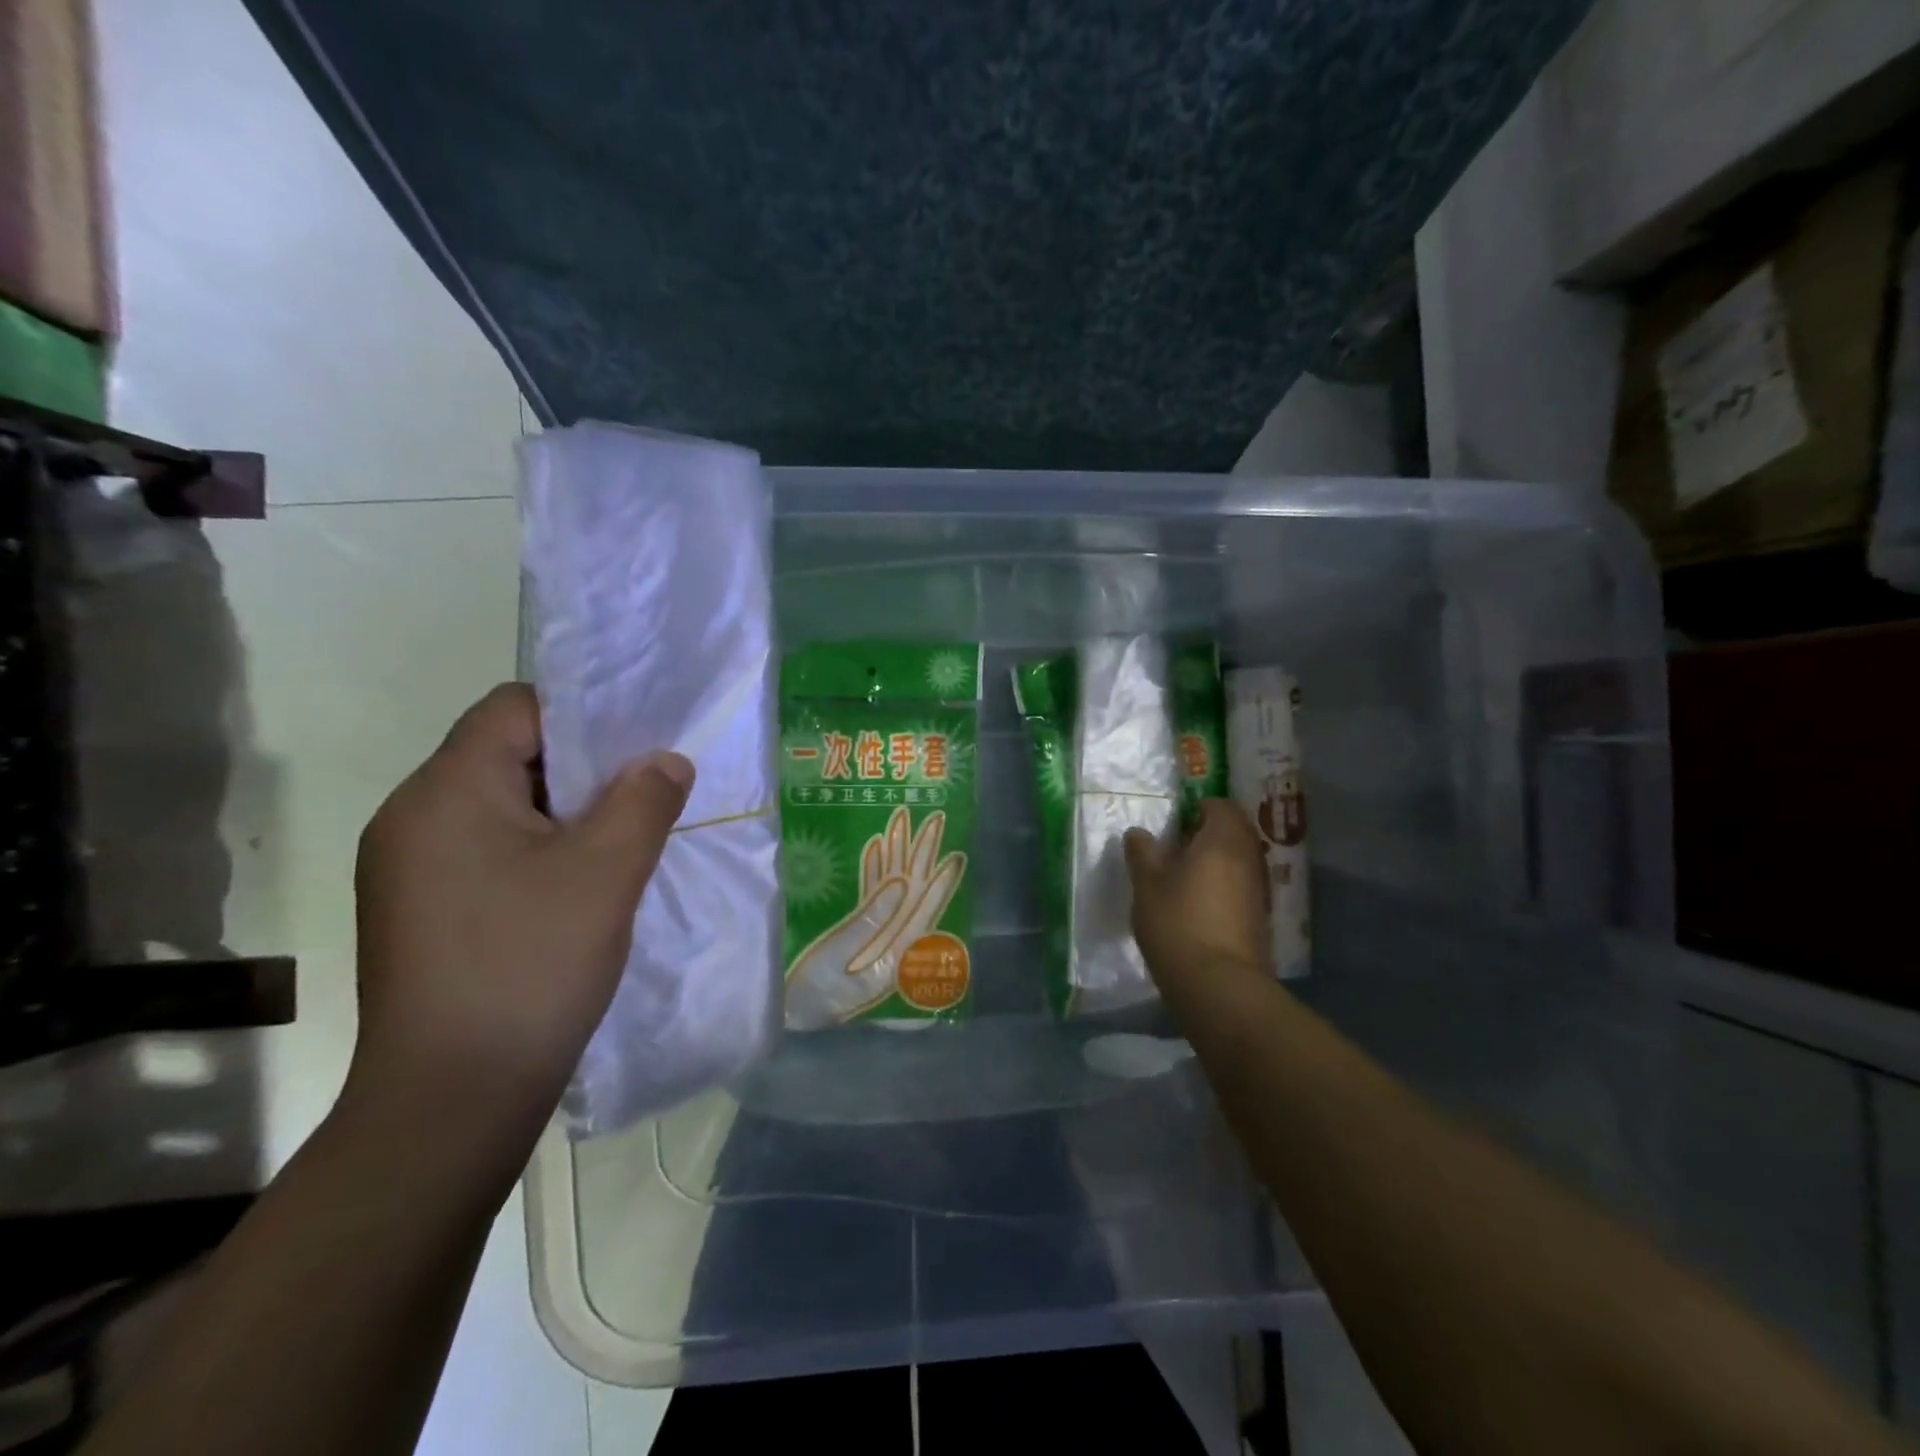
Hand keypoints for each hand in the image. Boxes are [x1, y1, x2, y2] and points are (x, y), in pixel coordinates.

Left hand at [347, 683, 692, 1141]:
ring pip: (502, 807)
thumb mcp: (607, 872)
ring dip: (564, 814)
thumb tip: (665, 760)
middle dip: (582, 768)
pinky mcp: (421, 910)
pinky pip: (488, 850)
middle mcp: (412, 818)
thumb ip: (644, 799)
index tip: (637, 746)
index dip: (583, 715)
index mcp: (445, 792)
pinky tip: (580, 887)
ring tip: (621, 842)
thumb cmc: (530, 966)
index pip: (514, 708)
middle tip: (643, 793)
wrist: (451, 1103)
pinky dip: (539, 851)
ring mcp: (409, 869)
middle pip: (507, 754)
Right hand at [784, 806, 964, 1028]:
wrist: (780, 1013)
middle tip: (935, 821)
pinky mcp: (851, 930)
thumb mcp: (837, 961)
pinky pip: (868, 896)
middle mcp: (889, 944)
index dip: (940, 885)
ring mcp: (871, 936)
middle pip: (911, 894)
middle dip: (921, 857)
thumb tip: (901, 884)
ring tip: (903, 822)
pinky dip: (872, 871)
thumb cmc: (807, 994)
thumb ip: (869, 922)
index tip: (955, 857)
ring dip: (897, 856)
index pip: (923, 914)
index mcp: (893, 957)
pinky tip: (876, 846)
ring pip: (890, 890)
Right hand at [1123, 799, 1270, 1002]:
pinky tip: (1198, 906)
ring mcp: (1259, 890)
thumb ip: (1143, 853)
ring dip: (1216, 863)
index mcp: (1223, 839)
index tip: (1175, 821)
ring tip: (1183, 878)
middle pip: (1234, 832)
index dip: (1198, 808)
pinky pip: (1241, 888)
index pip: (1221, 806)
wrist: (1218, 985)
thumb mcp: (1147, 884)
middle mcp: (1249, 858)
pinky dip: (1223, 888)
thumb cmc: (1178, 922)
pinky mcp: (1260, 919)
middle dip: (1208, 834)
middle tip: (1175, 848)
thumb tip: (1139, 833)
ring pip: (1239, 861)